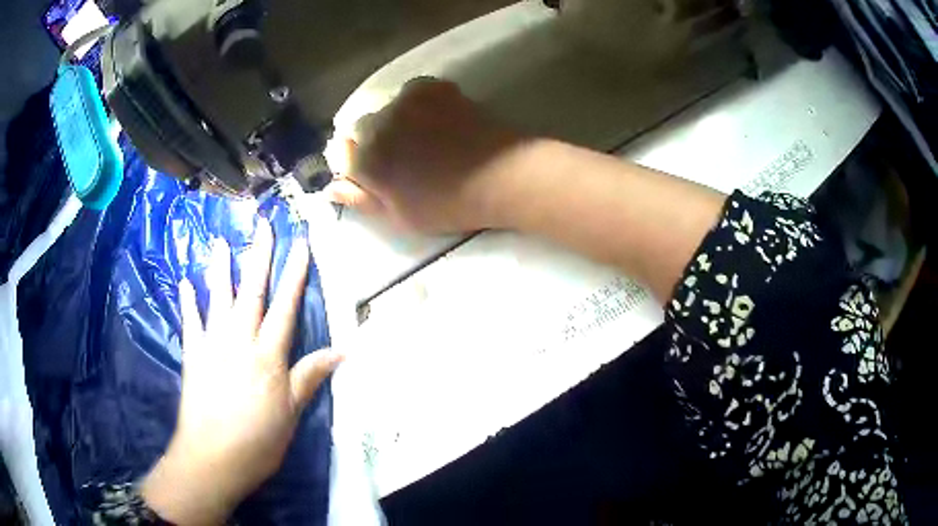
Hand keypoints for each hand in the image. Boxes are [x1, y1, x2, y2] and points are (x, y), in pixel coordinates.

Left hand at [140, 221, 342, 525]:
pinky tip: (185, 282)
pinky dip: (188, 302)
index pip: (285, 307)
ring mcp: (212, 345)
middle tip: (263, 227)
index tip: (301, 244)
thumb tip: (342, 351)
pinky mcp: (193, 356)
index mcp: (268, 355)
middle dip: (259, 257)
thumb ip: (310, 377)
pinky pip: (190, 322)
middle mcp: (240, 341)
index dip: (294, 274)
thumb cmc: (258, 440)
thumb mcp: (291, 413)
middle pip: (252, 292)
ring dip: (220, 270)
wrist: (212, 457)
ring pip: (218, 299)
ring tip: (220, 243)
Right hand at [326, 79, 530, 233]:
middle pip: (360, 127)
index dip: (355, 164)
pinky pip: (411, 93)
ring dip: (394, 121)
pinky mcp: (432, 88)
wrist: (499, 176)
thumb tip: (331, 188)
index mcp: (364, 159)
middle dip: (372, 141)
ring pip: (386, 108)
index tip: (374, 173)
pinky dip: (416, 105)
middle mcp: (376, 124)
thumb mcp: (399, 216)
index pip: (340, 154)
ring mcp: (405, 101)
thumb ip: (361, 199)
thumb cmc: (447, 205)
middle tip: (402, 158)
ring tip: (422, 138)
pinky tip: (436, 120)